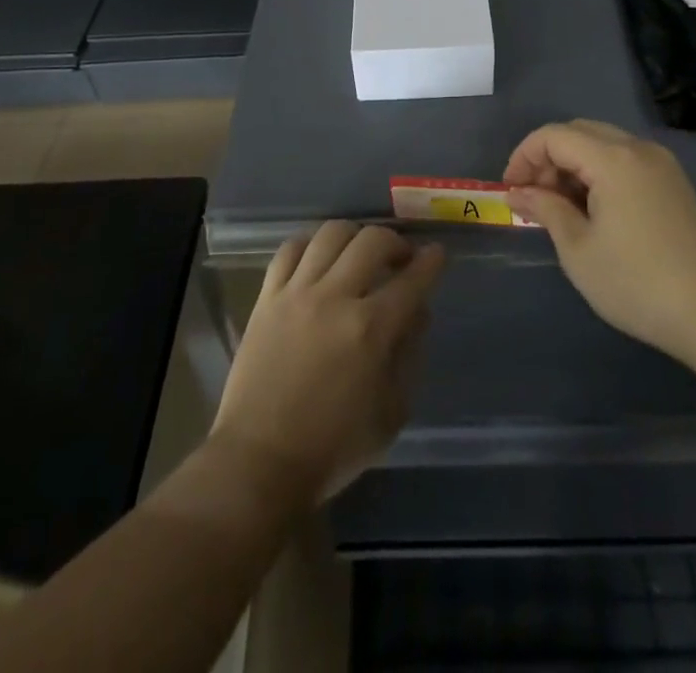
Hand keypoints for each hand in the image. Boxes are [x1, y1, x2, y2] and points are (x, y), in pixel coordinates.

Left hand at [211, 222, 444, 502]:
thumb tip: (417, 312)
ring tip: (359, 253)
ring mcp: (297, 293)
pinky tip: (319, 257)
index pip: (412, 279)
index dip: (431, 261)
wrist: (259, 461)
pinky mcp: (267, 297)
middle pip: (372, 240)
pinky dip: (311, 244)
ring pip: (331, 233)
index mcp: (371, 329)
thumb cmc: (332, 447)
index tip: (436, 254)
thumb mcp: (391, 413)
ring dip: (355, 236)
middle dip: (396, 242)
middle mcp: (335, 298)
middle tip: (400, 258)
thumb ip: (409, 355)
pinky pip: (290, 249)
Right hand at [505, 119, 695, 365]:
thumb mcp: (578, 249)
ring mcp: (661, 164)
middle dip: (548, 158)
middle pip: (579, 132)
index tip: (510, 191)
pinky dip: (599, 173)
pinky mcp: (674, 183)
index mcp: (613, 158)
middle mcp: (638, 148)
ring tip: (560, 208)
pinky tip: (593, 211)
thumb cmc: (638, 283)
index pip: (554, 136)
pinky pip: (625, 161)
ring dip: (573, 165)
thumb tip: (518, 192)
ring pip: (603, 144)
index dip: (524, 157)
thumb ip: (545, 209)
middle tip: (533, 198)